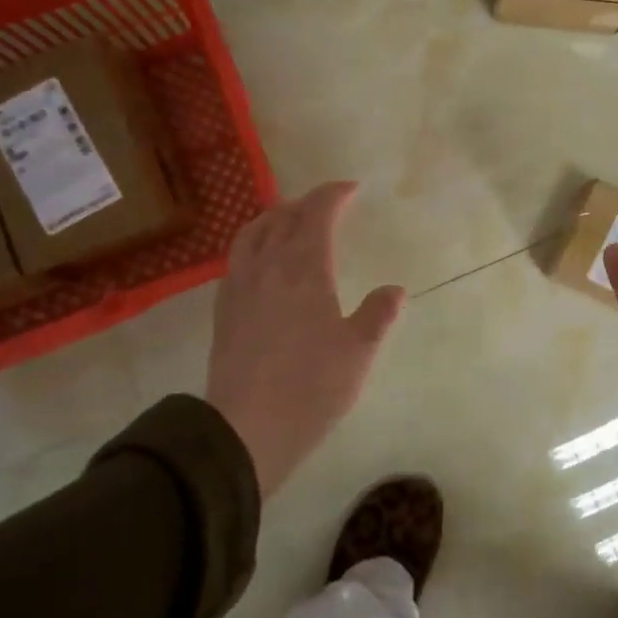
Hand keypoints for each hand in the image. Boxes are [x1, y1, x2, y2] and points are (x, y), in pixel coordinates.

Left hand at [207, 182, 405, 495]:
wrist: (246, 428)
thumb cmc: (311, 387)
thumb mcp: (358, 352)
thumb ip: (378, 315)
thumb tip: (394, 290)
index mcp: (304, 268)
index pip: (316, 213)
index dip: (333, 195)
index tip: (351, 189)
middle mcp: (268, 267)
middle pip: (283, 217)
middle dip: (307, 203)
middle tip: (327, 204)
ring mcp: (240, 287)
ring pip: (252, 233)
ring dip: (274, 217)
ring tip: (289, 220)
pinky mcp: (223, 309)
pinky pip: (237, 258)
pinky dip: (254, 243)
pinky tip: (262, 262)